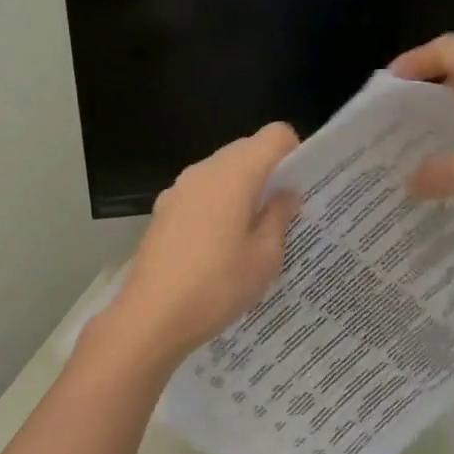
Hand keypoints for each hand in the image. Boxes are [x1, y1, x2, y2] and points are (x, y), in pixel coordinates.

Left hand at [101, 123, 301, 364]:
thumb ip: (279, 217)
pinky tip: (221, 245)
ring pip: (222, 172)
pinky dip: (219, 205)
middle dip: (269, 172)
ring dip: (243, 189)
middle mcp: (204, 170)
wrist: (151, 318)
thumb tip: (286, 193)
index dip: (295, 153)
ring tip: (253, 232)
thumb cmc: (217, 286)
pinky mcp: (163, 211)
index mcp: (235, 174)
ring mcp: (178, 189)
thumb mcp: (265, 257)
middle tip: (284, 212)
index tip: (302, 186)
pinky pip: (201, 193)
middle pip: (246, 149)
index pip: (275, 135)